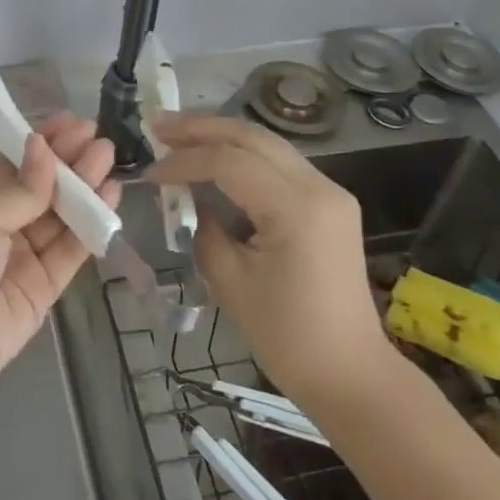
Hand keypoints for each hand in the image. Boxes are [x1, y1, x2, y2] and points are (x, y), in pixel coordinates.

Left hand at [0, 114, 118, 406]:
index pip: (18, 162)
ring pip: (62, 216)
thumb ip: (22, 188)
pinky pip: (71, 250)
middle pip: (44, 187)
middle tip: (102, 140)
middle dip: (72, 163)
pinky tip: (109, 200)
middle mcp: (1, 221)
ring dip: (86, 189)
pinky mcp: (43, 287)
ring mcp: (23, 254)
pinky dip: (90, 227)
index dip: (47, 143)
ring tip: (110, 161)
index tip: (76, 122)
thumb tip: (44, 147)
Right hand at [148, 114, 393, 414]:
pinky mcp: (329, 204)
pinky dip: (242, 155)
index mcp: (298, 209)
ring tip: (178, 135)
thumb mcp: (230, 281)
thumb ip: (203, 228)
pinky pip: (278, 164)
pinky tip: (213, 158)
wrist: (350, 374)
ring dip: (221, 135)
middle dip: (201, 127)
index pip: (230, 162)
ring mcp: (330, 192)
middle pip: (252, 137)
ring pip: (267, 144)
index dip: (184, 161)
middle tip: (157, 126)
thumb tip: (185, 199)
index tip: (149, 172)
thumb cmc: (287, 336)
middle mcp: (320, 187)